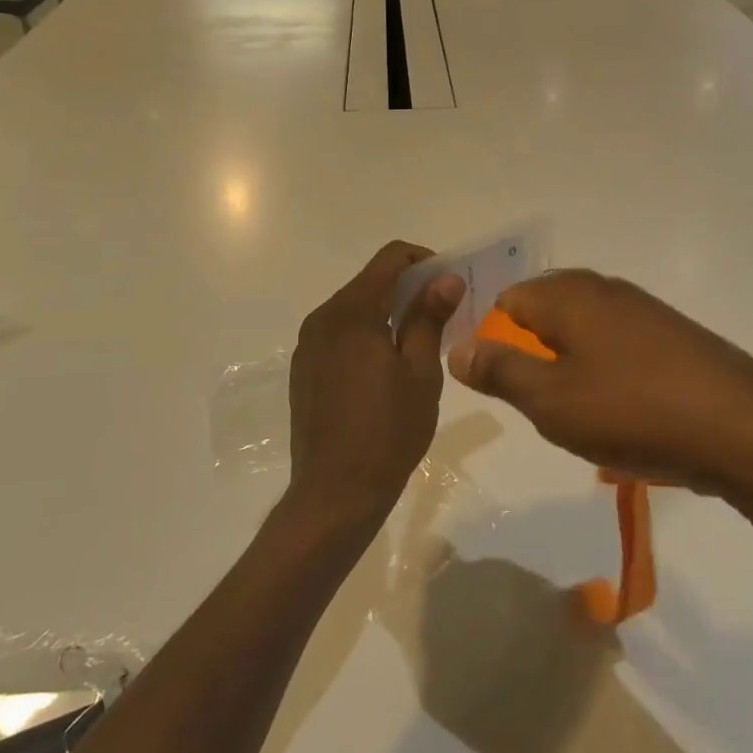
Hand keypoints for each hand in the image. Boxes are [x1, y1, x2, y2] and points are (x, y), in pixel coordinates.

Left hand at [287, 242, 465, 533]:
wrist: (334, 493)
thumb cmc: (388, 431)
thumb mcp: (420, 372)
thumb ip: (429, 317)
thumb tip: (446, 277)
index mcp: (351, 312)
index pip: (390, 259)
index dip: (423, 260)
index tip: (449, 282)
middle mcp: (323, 318)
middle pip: (370, 282)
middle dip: (408, 288)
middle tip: (443, 313)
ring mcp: (308, 345)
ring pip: (354, 309)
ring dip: (387, 312)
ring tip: (419, 342)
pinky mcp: (304, 369)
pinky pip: (340, 335)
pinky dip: (366, 334)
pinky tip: (386, 368)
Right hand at [446, 269, 752, 508]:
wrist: (744, 430)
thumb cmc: (632, 411)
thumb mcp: (550, 400)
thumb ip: (498, 370)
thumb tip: (455, 346)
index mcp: (567, 294)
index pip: (506, 301)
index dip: (493, 340)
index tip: (503, 385)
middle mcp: (603, 288)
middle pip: (545, 311)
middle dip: (533, 355)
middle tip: (542, 404)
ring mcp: (643, 309)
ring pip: (583, 330)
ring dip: (571, 368)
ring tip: (584, 416)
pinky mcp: (673, 334)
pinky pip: (619, 345)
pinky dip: (608, 373)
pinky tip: (625, 413)